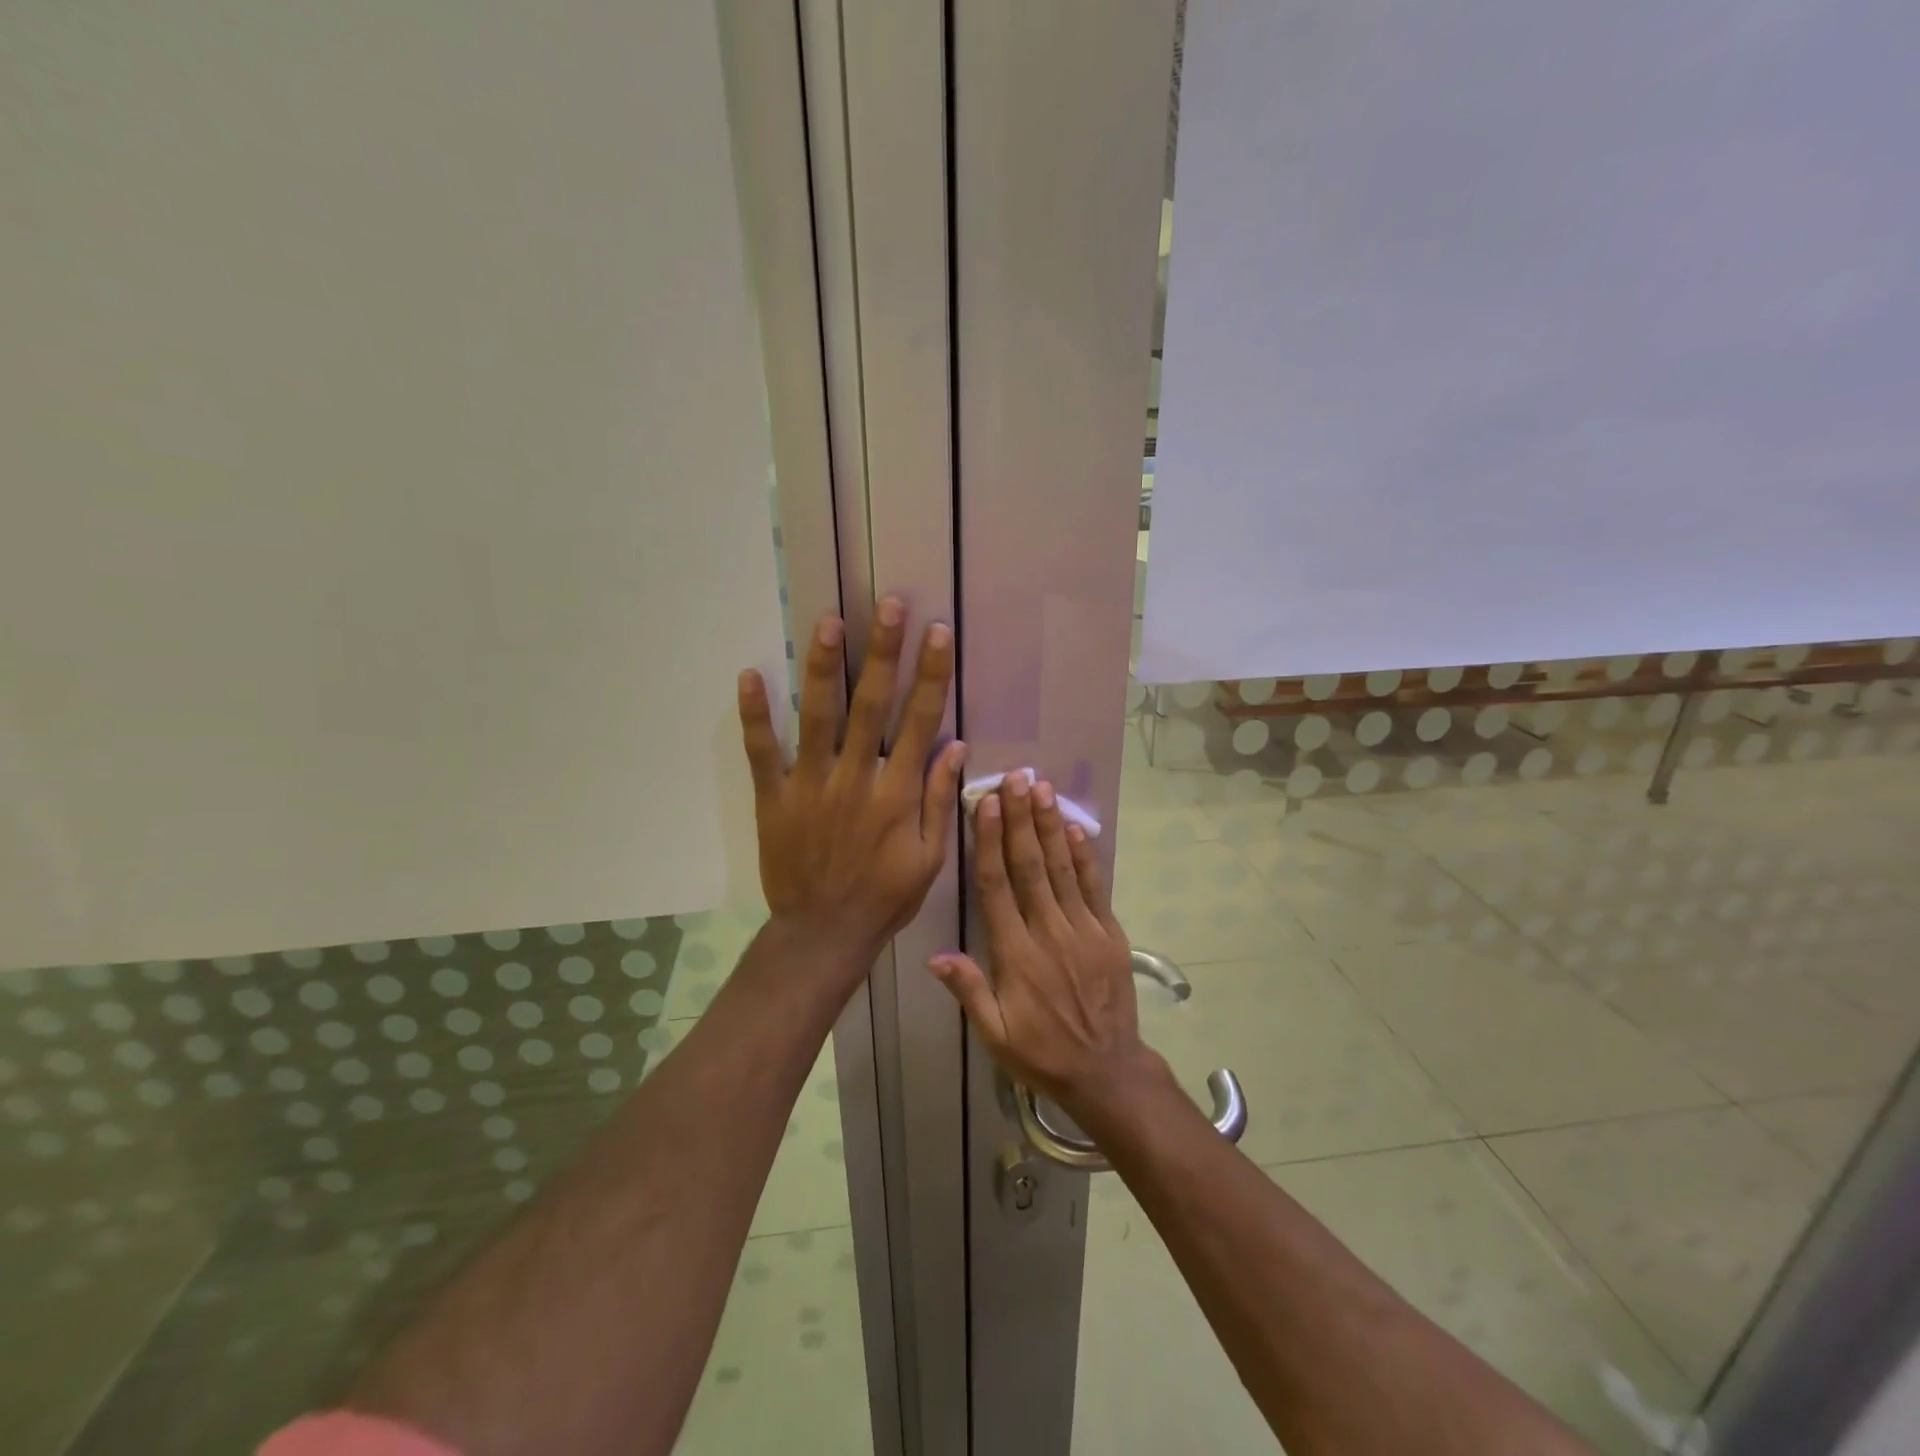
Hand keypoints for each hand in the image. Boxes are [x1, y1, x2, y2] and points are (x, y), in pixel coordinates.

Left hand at [737, 598, 965, 968]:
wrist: (824, 933)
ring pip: (818, 717)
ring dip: (823, 667)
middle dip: (882, 652)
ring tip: (828, 621)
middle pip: (872, 705)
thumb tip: (956, 746)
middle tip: (888, 605)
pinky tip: (749, 675)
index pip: (920, 721)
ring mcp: (811, 786)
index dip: (931, 675)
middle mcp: (856, 779)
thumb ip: (939, 800)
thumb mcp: (930, 858)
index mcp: (897, 793)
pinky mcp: (774, 798)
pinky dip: (755, 715)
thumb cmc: (884, 897)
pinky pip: (762, 752)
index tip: (936, 632)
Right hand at [927, 771, 1161, 1120]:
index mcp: (1017, 956)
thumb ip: (969, 991)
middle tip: (1016, 779)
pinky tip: (1075, 828)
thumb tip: (934, 956)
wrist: (1108, 1072)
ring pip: (1063, 869)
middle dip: (1021, 820)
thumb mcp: (996, 1035)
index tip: (985, 805)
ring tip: (1042, 789)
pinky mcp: (1110, 934)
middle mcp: (1049, 934)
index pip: (997, 888)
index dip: (989, 843)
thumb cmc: (1043, 1054)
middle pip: (1031, 867)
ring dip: (1051, 826)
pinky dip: (1086, 857)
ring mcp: (1084, 931)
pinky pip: (1095, 888)